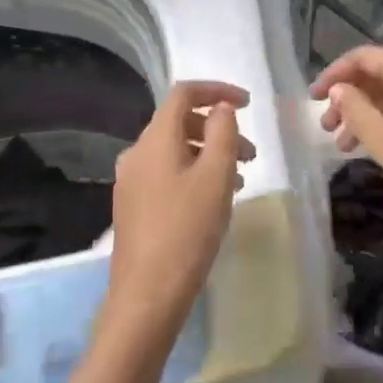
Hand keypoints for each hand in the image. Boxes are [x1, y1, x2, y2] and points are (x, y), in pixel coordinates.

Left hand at [106, 80, 253, 335]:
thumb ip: (223, 133)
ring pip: (175, 150)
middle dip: (218, 129)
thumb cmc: (188, 229)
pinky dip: (194, 173)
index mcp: (155, 139)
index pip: (183, 94)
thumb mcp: (216, 176)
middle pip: (179, 122)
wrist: (148, 292)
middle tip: (251, 155)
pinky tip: (213, 200)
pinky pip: (167, 173)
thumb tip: (221, 108)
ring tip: (240, 180)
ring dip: (209, 154)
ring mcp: (131, 180)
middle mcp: (137, 153)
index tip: (248, 104)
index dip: (217, 90)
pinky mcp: (133, 205)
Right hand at [311, 47, 382, 221]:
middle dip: (350, 97)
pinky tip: (374, 143)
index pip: (367, 57)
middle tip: (327, 127)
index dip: (335, 74)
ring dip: (368, 112)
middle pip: (382, 74)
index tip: (313, 98)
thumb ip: (356, 110)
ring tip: (344, 144)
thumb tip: (339, 90)